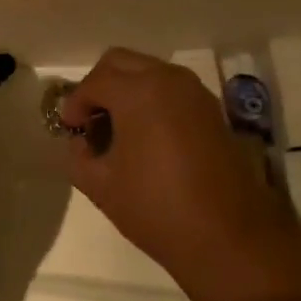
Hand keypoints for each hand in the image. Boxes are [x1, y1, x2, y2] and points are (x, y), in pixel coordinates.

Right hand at [60, 48, 300, 300]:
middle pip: (120, 62)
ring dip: (127, 90)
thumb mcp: (101, 186)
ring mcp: (195, 92)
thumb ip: (78, 155)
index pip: (94, 82)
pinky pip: (171, 89)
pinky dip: (151, 99)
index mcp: (138, 91)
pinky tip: (146, 137)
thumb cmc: (158, 209)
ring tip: (117, 130)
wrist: (230, 239)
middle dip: (99, 86)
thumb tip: (80, 141)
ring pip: (148, 71)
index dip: (74, 104)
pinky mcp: (212, 109)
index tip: (69, 130)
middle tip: (90, 120)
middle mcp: (168, 79)